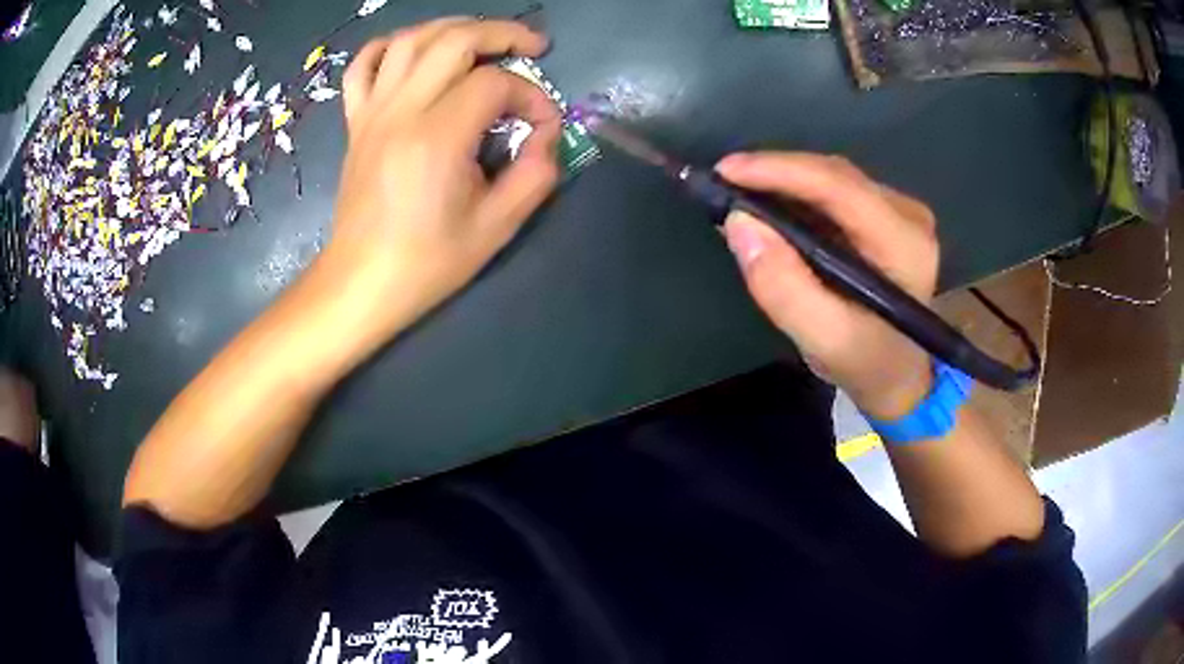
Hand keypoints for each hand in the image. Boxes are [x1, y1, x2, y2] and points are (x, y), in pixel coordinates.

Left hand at [316, 18, 561, 344]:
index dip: (532, 96)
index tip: (542, 127)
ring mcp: (372, 112)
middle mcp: (401, 111)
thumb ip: (536, 174)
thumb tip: (545, 135)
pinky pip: (363, 65)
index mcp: (436, 138)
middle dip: (502, 33)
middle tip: (532, 46)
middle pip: (454, 40)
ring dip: (453, 28)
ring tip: (482, 39)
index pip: (495, 85)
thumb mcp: (497, 227)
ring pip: (410, 40)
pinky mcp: (356, 121)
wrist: (361, 282)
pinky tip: (414, 50)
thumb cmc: (427, 262)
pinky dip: (389, 45)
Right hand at [717, 152, 939, 419]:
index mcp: (904, 244)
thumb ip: (783, 288)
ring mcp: (900, 211)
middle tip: (723, 184)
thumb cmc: (865, 362)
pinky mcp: (886, 213)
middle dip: (775, 174)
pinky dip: (796, 194)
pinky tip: (769, 206)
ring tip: (739, 194)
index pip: (840, 188)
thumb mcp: (823, 340)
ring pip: (831, 178)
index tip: (726, 171)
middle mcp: (908, 215)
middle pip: (834, 175)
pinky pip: (834, 189)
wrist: (897, 374)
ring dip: (783, 182)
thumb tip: (739, 222)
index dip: (781, 171)